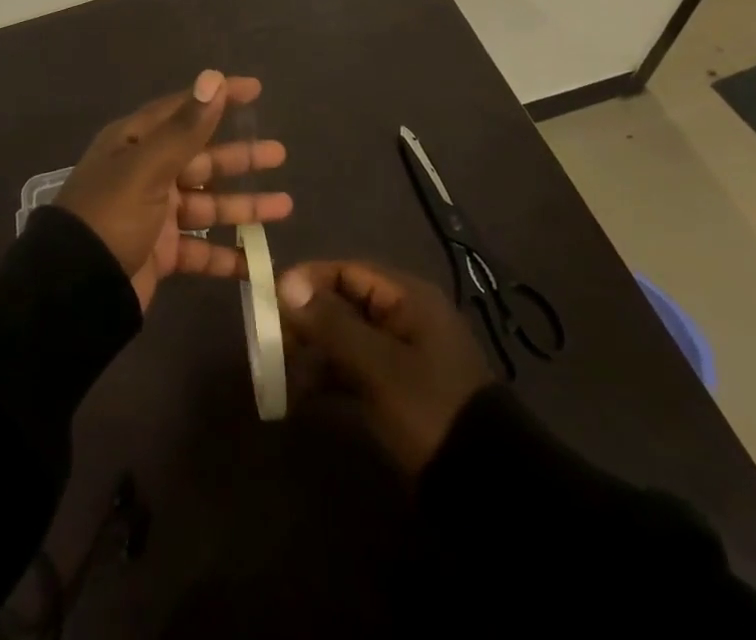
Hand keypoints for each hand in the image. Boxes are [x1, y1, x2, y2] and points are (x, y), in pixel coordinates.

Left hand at [55, 70, 291, 308]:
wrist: (76, 289)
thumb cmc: (112, 215)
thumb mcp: (149, 167)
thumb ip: (186, 127)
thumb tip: (213, 78)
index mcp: (136, 143)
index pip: (183, 110)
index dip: (218, 99)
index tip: (254, 89)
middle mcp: (145, 173)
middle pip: (201, 159)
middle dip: (239, 158)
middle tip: (279, 153)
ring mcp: (154, 214)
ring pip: (208, 205)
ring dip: (243, 206)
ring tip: (285, 205)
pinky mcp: (161, 253)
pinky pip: (202, 251)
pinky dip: (228, 256)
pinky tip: (259, 262)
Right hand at [277, 259, 494, 473]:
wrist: (485, 484)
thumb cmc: (429, 408)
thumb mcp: (377, 365)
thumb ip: (331, 323)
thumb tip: (286, 283)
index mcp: (407, 298)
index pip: (347, 271)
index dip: (308, 280)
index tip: (271, 298)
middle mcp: (403, 316)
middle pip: (344, 302)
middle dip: (306, 318)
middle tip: (270, 339)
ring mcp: (401, 354)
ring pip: (345, 337)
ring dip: (312, 350)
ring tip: (277, 370)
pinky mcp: (397, 388)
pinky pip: (353, 368)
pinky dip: (327, 377)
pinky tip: (298, 396)